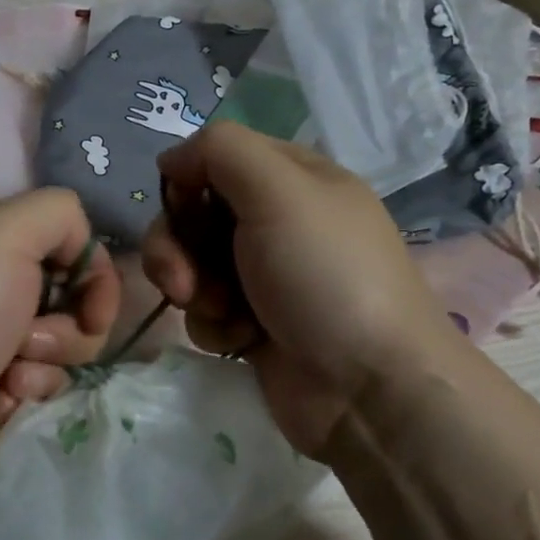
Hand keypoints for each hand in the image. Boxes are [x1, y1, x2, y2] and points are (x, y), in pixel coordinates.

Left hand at [0, 189, 120, 502]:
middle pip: (76, 291)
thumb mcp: (6, 230)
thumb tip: (83, 250)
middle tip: (37, 333)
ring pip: (71, 337)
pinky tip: (4, 390)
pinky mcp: (3, 383)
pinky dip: (36, 383)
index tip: (92, 297)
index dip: (90, 267)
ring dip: (54, 351)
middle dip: (74, 316)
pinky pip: (52, 376)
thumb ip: (59, 213)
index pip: (68, 238)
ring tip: (14, 364)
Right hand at [142, 122, 459, 452]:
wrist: (368, 387)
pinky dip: (214, 326)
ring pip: (192, 265)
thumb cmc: (326, 277)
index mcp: (293, 179)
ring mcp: (264, 276)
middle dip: (178, 246)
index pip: (216, 158)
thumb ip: (220, 151)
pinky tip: (241, 341)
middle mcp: (277, 221)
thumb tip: (172, 159)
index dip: (188, 180)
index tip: (181, 208)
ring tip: (225, 315)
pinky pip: (205, 311)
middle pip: (193, 214)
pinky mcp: (252, 324)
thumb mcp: (281, 190)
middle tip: (185, 281)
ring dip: (194, 290)